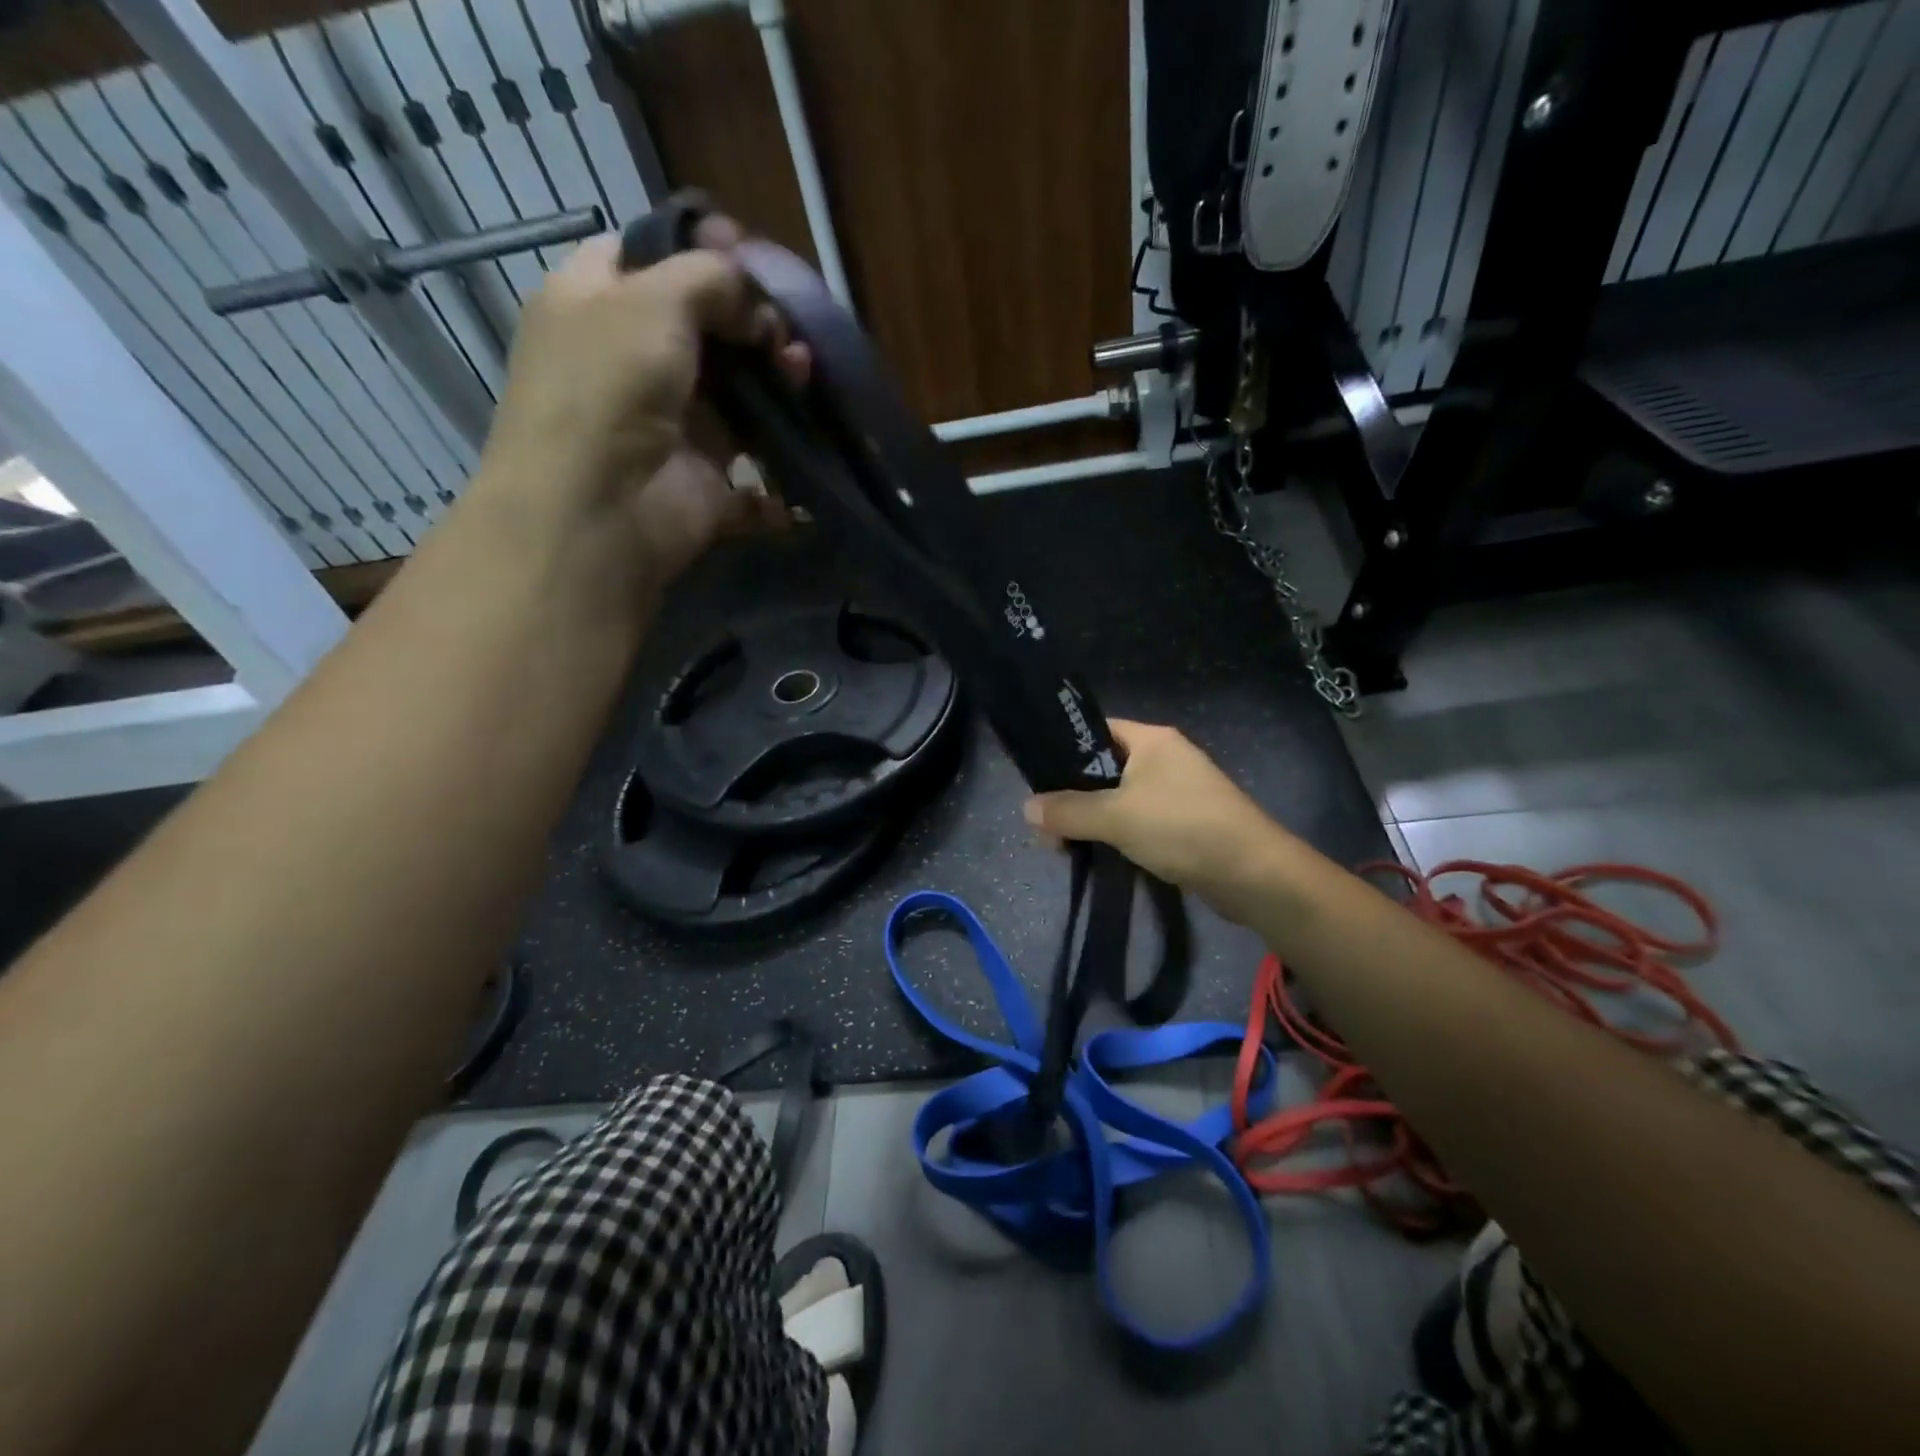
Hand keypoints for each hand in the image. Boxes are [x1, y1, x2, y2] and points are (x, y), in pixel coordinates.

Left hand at [474, 215, 806, 588]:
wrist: (599, 511)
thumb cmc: (610, 387)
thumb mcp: (653, 300)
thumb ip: (710, 278)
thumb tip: (756, 299)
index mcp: (597, 302)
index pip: (649, 256)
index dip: (699, 249)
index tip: (750, 252)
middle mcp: (632, 360)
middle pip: (705, 329)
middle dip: (753, 321)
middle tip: (786, 327)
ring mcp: (671, 424)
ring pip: (738, 395)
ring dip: (776, 383)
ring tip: (802, 374)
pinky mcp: (704, 479)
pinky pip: (753, 467)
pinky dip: (781, 462)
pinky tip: (806, 437)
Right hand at [1023, 721, 1297, 923]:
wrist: (1252, 873)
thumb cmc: (1181, 827)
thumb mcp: (1115, 817)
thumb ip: (1068, 811)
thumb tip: (1027, 808)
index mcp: (1151, 740)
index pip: (1096, 731)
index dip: (1063, 750)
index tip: (1037, 779)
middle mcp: (1165, 758)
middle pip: (1104, 768)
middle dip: (1073, 795)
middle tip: (1046, 825)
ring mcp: (1177, 791)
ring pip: (1120, 798)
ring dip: (1094, 819)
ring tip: (1064, 845)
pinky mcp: (1185, 822)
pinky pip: (1139, 820)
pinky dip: (1118, 834)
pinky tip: (1098, 854)